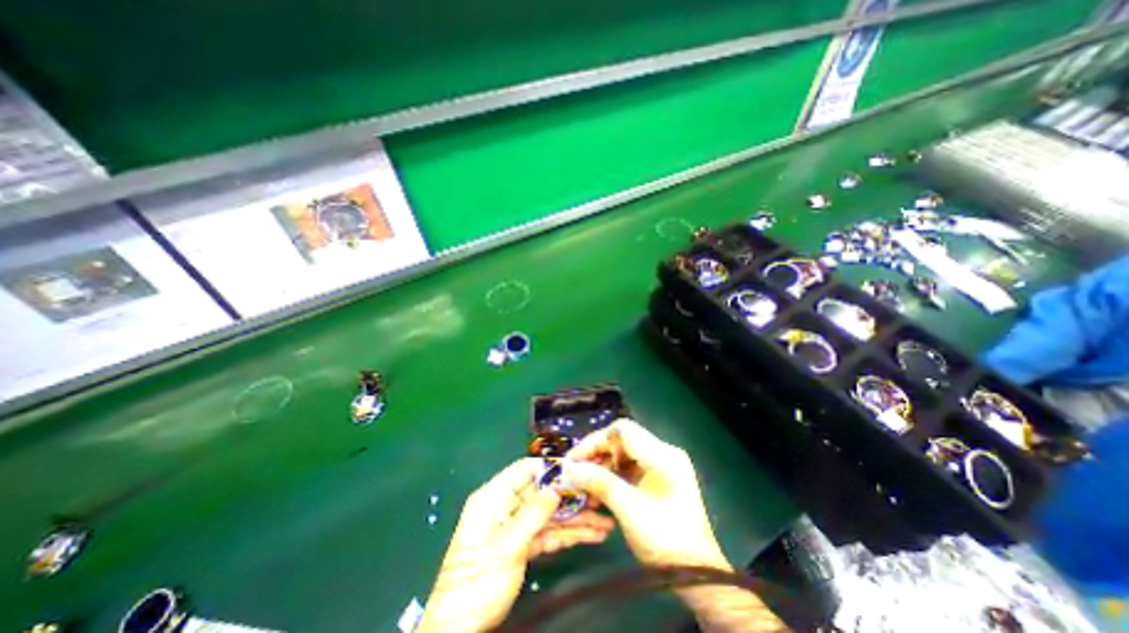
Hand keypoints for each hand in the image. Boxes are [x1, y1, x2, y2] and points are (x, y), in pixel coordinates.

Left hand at [418, 458, 615, 630]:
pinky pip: (549, 533)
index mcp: (495, 496)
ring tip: (604, 523)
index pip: (525, 470)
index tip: (577, 470)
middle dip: (571, 496)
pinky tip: (592, 536)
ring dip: (576, 519)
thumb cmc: (478, 580)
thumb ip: (533, 514)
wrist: (460, 627)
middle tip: (599, 498)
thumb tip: (557, 488)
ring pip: (550, 514)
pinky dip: (569, 535)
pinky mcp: (524, 544)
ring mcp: (516, 525)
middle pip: (543, 492)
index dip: (550, 467)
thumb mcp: (506, 545)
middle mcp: (507, 506)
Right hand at [569, 421, 787, 632]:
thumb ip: (599, 482)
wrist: (697, 574)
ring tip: (585, 483)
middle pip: (623, 439)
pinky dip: (613, 474)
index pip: (622, 431)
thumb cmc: (664, 539)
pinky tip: (600, 489)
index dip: (595, 441)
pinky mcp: (660, 476)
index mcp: (662, 454)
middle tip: (576, 471)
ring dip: (603, 464)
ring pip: (624, 452)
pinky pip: (630, 465)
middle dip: (597, 453)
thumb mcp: (628, 509)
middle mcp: (664, 452)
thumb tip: (569, 469)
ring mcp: (663, 463)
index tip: (574, 459)